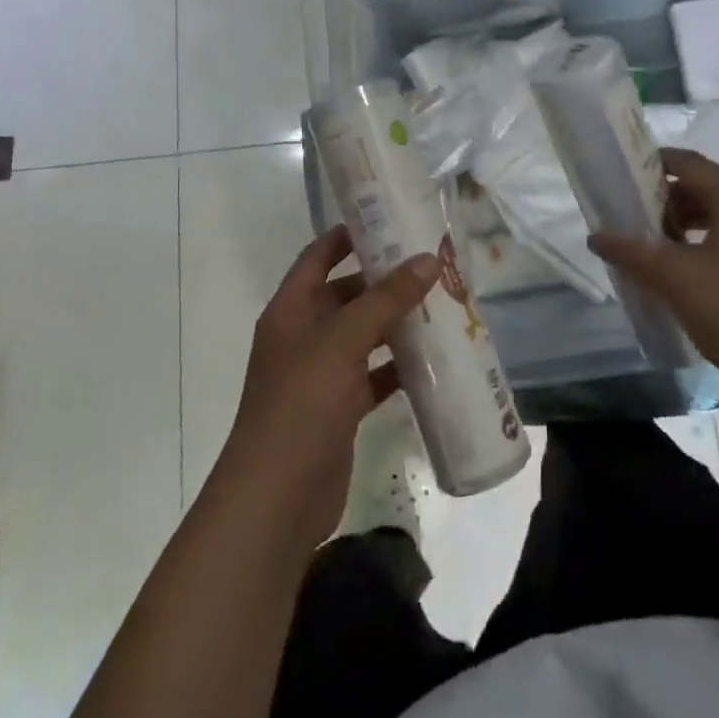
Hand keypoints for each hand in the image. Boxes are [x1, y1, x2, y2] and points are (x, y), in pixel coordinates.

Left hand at [220, 225, 438, 551]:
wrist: (276, 498)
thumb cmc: (301, 404)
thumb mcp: (342, 342)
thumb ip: (385, 300)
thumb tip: (427, 259)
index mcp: (291, 310)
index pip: (318, 257)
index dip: (348, 236)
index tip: (388, 220)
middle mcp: (303, 336)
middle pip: (346, 295)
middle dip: (384, 281)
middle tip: (431, 265)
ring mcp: (320, 374)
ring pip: (363, 336)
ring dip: (396, 323)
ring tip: (442, 305)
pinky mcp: (339, 409)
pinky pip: (372, 376)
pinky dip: (398, 367)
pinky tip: (433, 361)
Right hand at [590, 148, 718, 394]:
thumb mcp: (675, 280)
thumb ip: (632, 253)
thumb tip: (595, 236)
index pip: (687, 163)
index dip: (651, 165)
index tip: (621, 178)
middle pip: (704, 186)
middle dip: (665, 199)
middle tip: (632, 219)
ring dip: (685, 222)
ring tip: (655, 246)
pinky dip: (707, 240)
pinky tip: (688, 269)